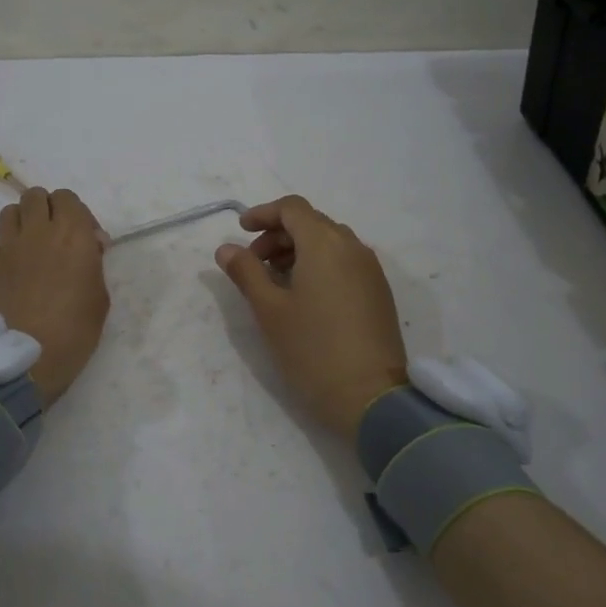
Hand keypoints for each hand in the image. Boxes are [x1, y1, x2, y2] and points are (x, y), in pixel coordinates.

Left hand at [0, 187, 109, 405]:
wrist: (30, 356)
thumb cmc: (77, 328)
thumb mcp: (101, 294)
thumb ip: (92, 263)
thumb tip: (86, 249)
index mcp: (72, 233)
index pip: (68, 198)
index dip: (77, 214)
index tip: (87, 240)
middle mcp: (38, 231)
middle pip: (35, 196)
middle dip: (47, 209)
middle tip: (57, 236)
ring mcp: (9, 248)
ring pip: (9, 212)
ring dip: (22, 222)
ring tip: (32, 247)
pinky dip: (1, 252)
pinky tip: (11, 271)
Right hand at [215, 195, 408, 437]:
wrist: (371, 397)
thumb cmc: (312, 349)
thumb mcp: (269, 310)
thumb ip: (246, 272)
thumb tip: (226, 249)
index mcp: (325, 244)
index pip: (292, 208)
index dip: (263, 213)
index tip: (241, 231)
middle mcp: (352, 247)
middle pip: (312, 223)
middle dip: (278, 234)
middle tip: (253, 262)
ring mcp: (370, 270)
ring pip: (330, 242)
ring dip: (299, 250)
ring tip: (275, 280)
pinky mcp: (379, 292)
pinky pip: (345, 262)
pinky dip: (320, 265)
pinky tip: (304, 295)